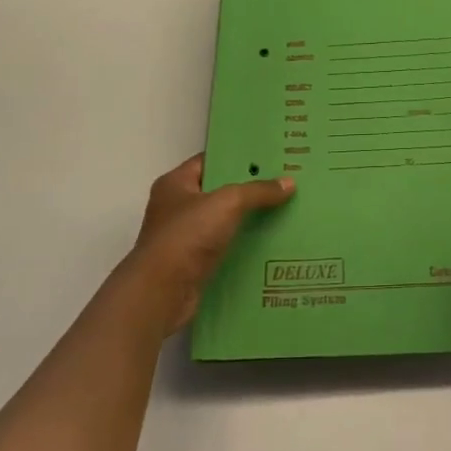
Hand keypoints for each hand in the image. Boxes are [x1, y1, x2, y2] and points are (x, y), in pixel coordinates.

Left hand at [115, 155, 293, 338]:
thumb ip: (258, 191)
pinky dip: (243, 246)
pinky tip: (271, 243)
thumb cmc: (187, 236)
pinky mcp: (194, 264)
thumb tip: (289, 183)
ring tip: (285, 211)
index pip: (210, 161)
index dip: (238, 157)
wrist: (161, 293)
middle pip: (219, 191)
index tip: (269, 157)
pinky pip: (225, 247)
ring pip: (224, 221)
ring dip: (249, 219)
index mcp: (176, 183)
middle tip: (284, 183)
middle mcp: (177, 207)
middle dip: (249, 189)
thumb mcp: (227, 203)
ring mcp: (184, 237)